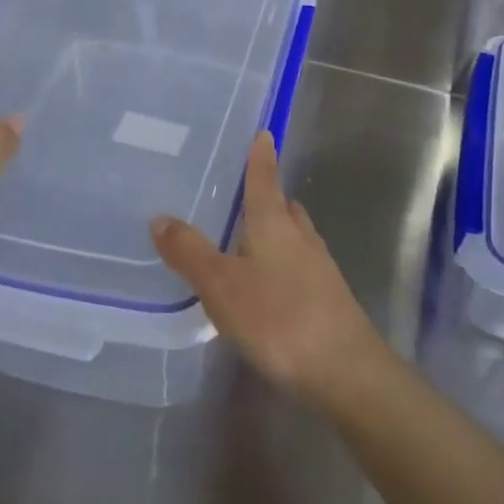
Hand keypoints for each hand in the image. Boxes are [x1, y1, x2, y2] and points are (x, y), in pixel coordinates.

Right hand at [149, 133, 383, 407]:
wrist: (345, 371)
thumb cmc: (279, 318)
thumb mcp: (222, 286)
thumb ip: (190, 252)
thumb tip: (159, 216)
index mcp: (274, 224)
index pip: (265, 179)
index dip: (261, 157)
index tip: (264, 133)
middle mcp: (301, 236)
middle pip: (283, 206)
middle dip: (267, 196)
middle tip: (241, 194)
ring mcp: (319, 267)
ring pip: (294, 235)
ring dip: (275, 230)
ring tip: (247, 238)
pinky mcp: (328, 297)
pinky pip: (300, 264)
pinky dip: (282, 262)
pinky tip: (267, 285)